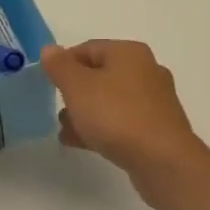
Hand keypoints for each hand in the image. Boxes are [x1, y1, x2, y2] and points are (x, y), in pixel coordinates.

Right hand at [40, 40, 209, 206]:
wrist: (162, 161)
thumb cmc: (117, 115)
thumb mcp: (78, 87)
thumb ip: (61, 67)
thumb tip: (50, 49)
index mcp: (129, 53)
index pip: (88, 48)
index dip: (64, 64)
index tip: (47, 84)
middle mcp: (146, 71)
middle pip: (100, 75)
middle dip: (75, 93)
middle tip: (59, 111)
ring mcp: (154, 101)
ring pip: (111, 101)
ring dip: (86, 114)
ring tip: (67, 131)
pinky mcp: (157, 128)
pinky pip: (122, 122)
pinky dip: (103, 129)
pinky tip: (84, 144)